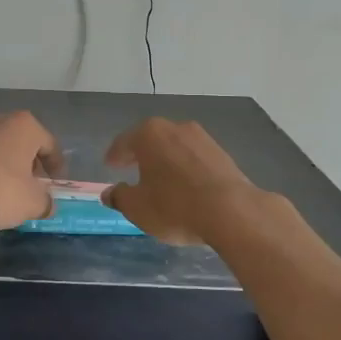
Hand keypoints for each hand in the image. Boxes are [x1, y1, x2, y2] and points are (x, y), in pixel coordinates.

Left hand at [0, 111, 63, 232]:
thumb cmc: (0, 190)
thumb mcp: (33, 203)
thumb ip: (45, 202)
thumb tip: (46, 204)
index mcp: (25, 126)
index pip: (49, 144)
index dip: (56, 165)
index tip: (56, 183)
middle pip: (21, 142)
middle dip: (28, 162)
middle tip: (32, 185)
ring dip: (4, 166)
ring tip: (6, 191)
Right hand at [102, 118, 259, 245]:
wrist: (231, 211)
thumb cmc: (174, 206)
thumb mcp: (138, 208)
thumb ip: (119, 197)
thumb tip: (109, 193)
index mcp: (148, 134)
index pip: (124, 142)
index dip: (114, 156)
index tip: (109, 165)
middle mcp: (175, 128)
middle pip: (150, 139)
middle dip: (140, 153)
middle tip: (131, 167)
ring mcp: (201, 138)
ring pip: (174, 147)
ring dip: (165, 160)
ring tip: (159, 178)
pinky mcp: (222, 153)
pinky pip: (193, 158)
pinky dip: (184, 167)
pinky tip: (184, 184)